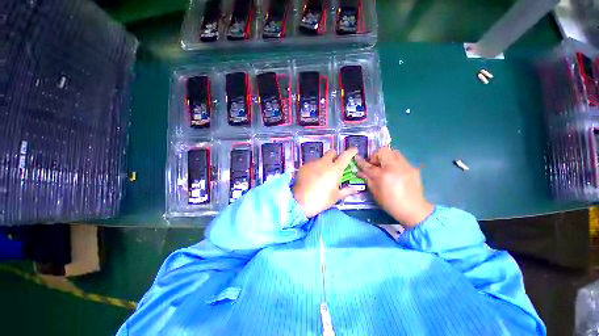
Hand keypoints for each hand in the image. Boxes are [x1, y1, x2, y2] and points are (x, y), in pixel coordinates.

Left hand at [293, 148, 359, 217]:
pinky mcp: (304, 166)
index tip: (354, 150)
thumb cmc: (321, 200)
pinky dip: (314, 168)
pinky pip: (312, 164)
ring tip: (321, 175)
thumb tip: (355, 189)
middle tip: (335, 164)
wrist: (300, 201)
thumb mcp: (336, 196)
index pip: (345, 156)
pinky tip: (312, 177)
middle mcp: (324, 163)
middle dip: (335, 155)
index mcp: (335, 169)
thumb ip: (347, 191)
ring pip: (321, 158)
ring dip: (324, 163)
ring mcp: (312, 163)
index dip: (351, 151)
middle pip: (331, 152)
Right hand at [355, 147, 433, 227]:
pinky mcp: (413, 168)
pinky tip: (395, 173)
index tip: (357, 157)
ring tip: (385, 167)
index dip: (361, 161)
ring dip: (387, 158)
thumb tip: (360, 172)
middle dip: (376, 156)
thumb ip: (368, 179)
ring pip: (394, 153)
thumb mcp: (375, 192)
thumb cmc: (390, 203)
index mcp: (383, 175)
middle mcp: (395, 167)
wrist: (413, 210)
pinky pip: (401, 160)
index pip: (369, 165)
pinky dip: (395, 163)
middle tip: (375, 165)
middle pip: (383, 151)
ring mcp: (406, 166)